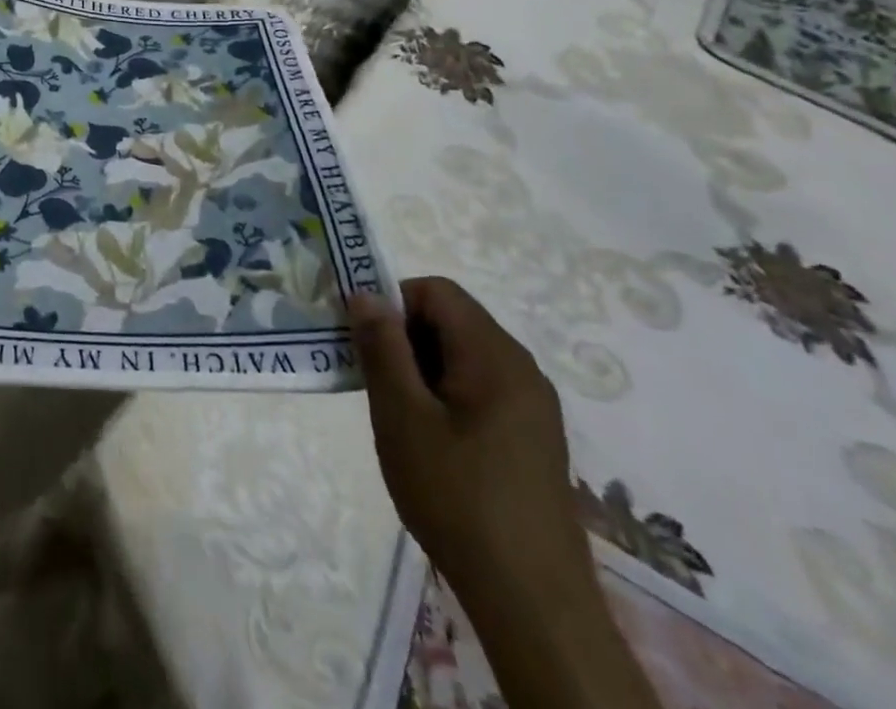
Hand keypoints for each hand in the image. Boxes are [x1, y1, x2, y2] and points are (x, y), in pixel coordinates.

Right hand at [349, 278, 593, 611]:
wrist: (533, 604)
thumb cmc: (457, 497)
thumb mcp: (401, 416)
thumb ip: (382, 347)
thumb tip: (365, 293)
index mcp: (495, 356)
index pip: (436, 292)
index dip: (392, 302)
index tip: (361, 339)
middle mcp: (521, 370)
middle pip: (451, 320)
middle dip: (403, 336)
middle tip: (371, 378)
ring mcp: (532, 407)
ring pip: (462, 356)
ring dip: (420, 368)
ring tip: (394, 413)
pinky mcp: (532, 439)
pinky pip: (479, 388)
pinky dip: (444, 395)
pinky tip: (427, 440)